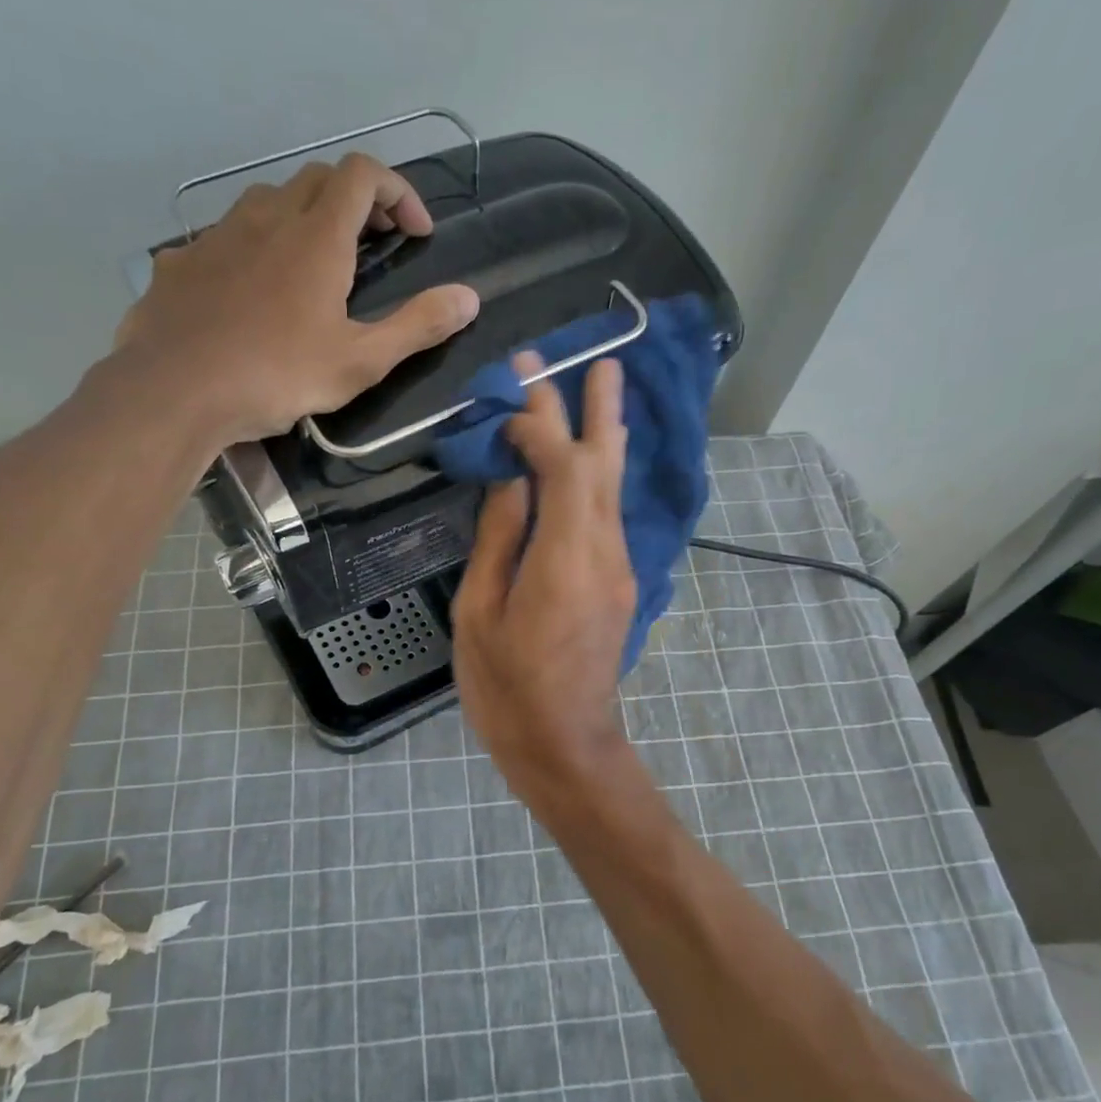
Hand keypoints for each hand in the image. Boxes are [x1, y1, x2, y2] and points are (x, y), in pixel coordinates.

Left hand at [104, 153, 478, 444]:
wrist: (175, 390)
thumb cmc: (277, 376)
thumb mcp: (360, 361)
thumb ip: (417, 326)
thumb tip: (469, 298)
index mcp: (317, 236)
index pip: (363, 175)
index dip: (398, 192)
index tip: (416, 234)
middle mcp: (267, 218)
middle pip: (317, 180)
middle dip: (355, 202)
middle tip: (373, 246)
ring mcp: (218, 235)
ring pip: (268, 202)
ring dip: (301, 220)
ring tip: (312, 267)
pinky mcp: (181, 261)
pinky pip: (226, 238)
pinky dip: (253, 249)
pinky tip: (250, 293)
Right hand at [453, 358, 638, 809]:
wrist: (565, 745)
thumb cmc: (507, 688)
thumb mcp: (480, 613)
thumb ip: (499, 540)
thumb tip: (510, 480)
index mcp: (564, 559)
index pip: (564, 466)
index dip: (541, 425)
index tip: (509, 401)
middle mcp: (604, 552)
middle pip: (605, 464)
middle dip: (595, 408)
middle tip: (593, 356)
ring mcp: (619, 568)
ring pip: (616, 486)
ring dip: (606, 434)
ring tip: (608, 384)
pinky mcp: (620, 583)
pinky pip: (611, 513)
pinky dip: (601, 474)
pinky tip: (595, 458)